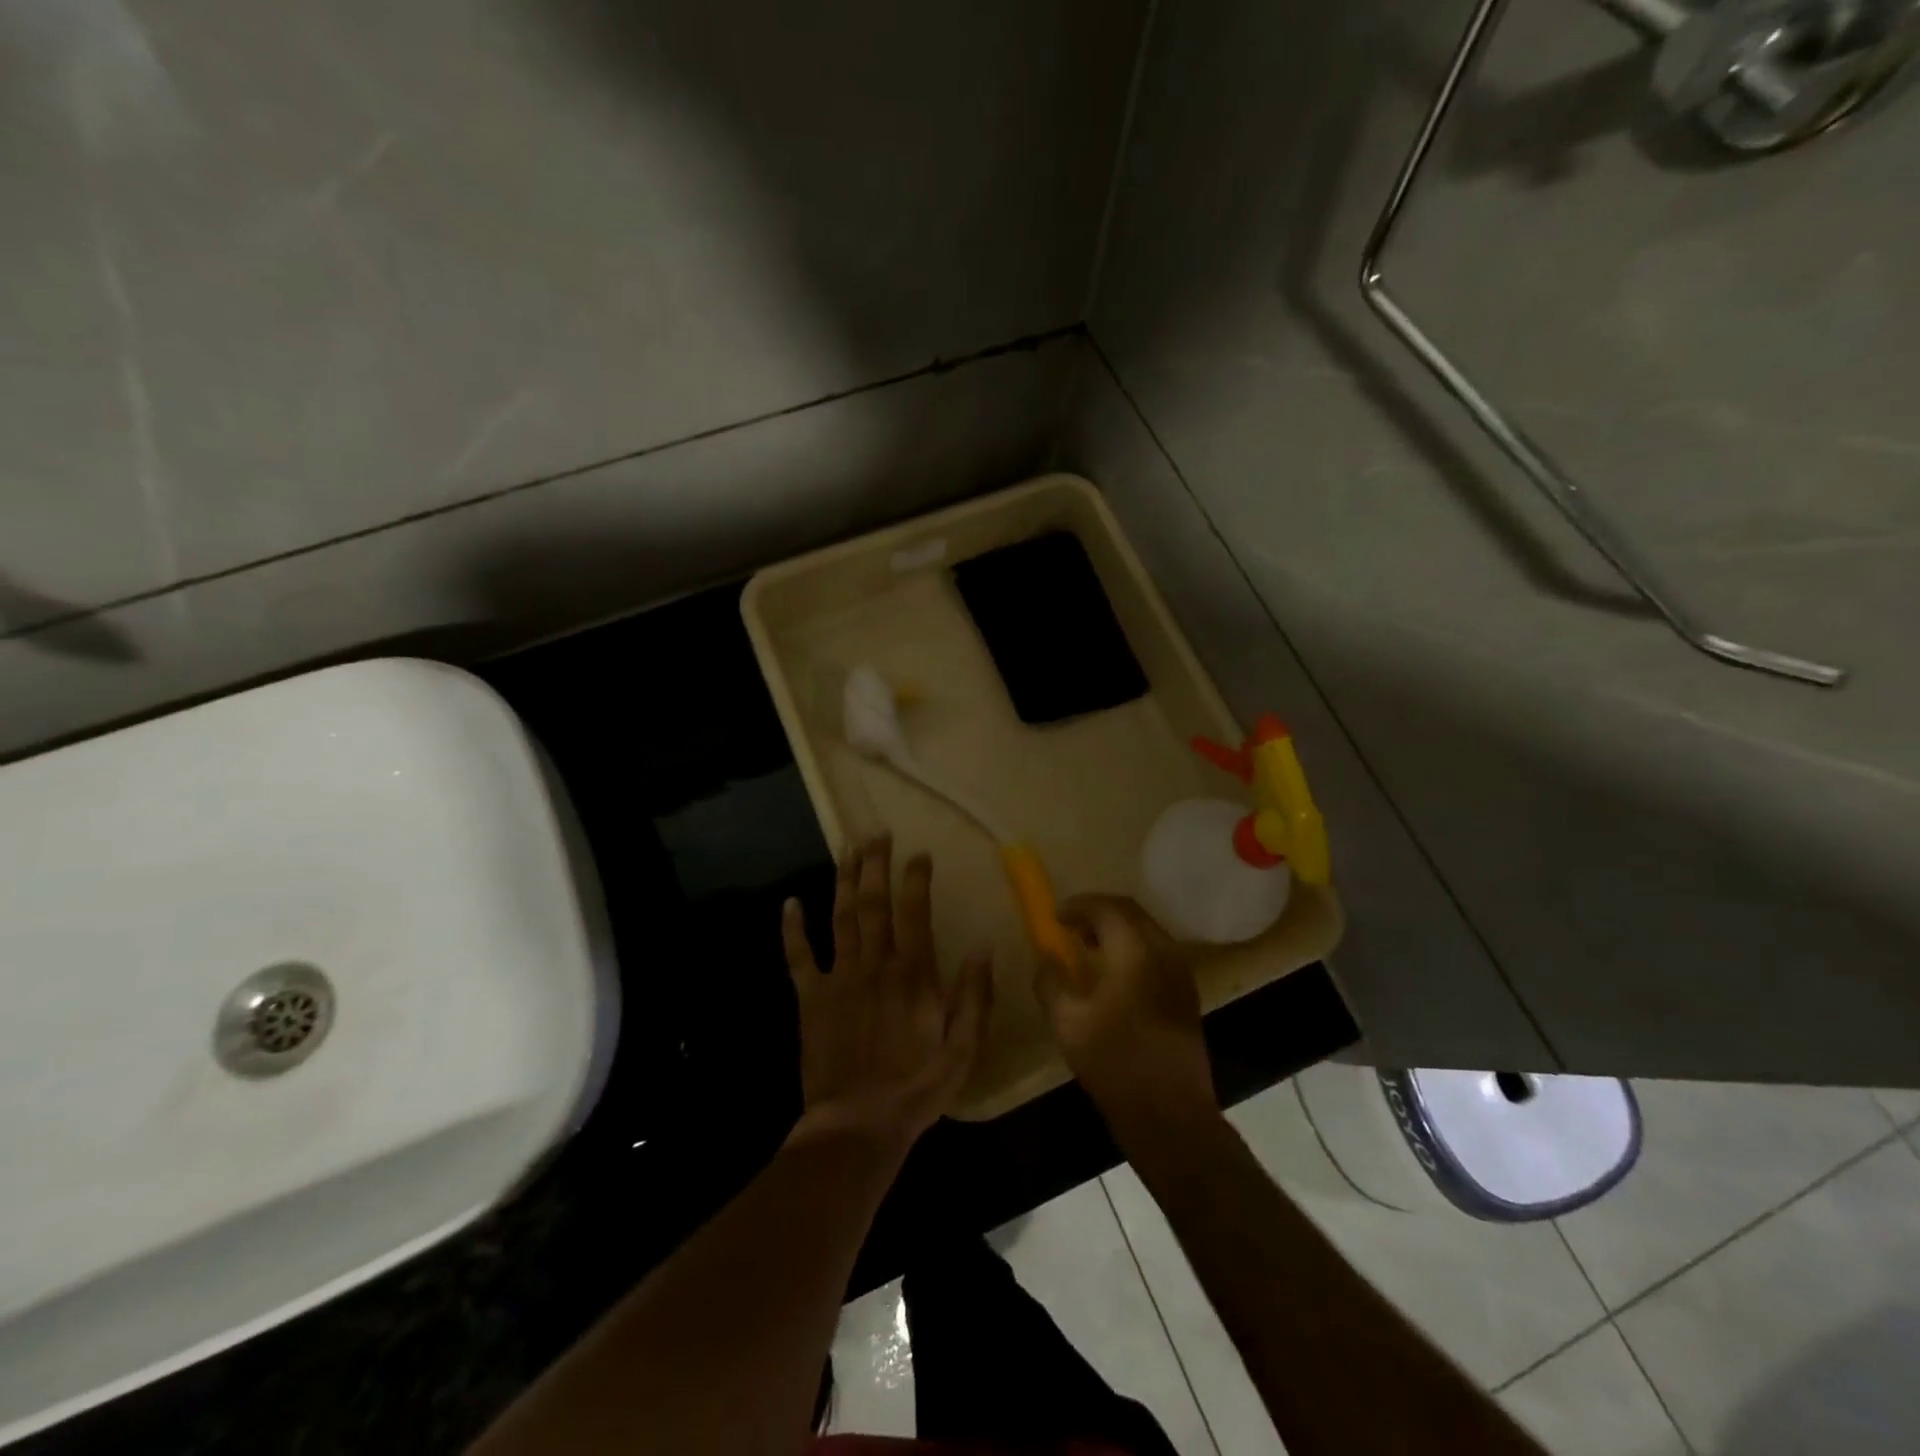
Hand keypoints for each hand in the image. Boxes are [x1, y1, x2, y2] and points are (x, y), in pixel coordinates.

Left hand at [783, 836, 993, 1152]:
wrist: (857, 1125)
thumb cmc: (917, 1088)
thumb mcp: (963, 1048)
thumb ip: (975, 995)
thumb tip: (984, 946)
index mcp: (913, 975)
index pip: (915, 913)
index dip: (916, 879)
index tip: (919, 853)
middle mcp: (875, 965)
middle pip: (874, 904)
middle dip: (875, 865)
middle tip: (875, 833)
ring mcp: (839, 979)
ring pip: (840, 918)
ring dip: (844, 881)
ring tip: (846, 849)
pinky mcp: (811, 998)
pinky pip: (798, 957)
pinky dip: (792, 929)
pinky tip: (789, 903)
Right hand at [1036, 895, 1216, 1141]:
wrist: (1170, 1114)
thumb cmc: (1114, 1062)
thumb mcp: (1067, 1021)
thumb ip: (1051, 981)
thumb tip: (1046, 959)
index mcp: (1135, 951)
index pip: (1107, 907)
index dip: (1078, 905)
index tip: (1055, 915)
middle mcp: (1164, 952)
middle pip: (1131, 913)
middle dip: (1098, 913)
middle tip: (1070, 926)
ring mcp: (1181, 974)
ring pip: (1146, 932)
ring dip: (1116, 931)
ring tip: (1087, 948)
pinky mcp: (1186, 995)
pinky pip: (1156, 954)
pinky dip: (1131, 950)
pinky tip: (1113, 976)